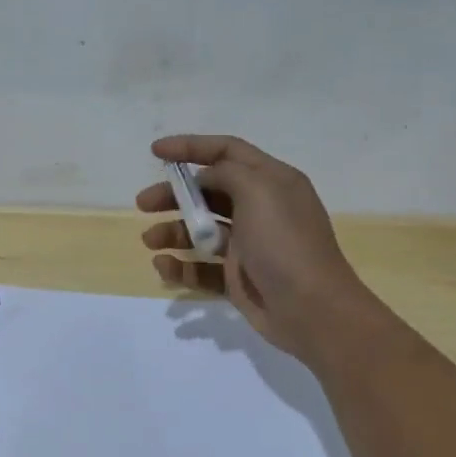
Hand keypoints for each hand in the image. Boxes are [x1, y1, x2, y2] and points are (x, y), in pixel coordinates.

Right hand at [137, 135, 381, 363]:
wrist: (311, 309)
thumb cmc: (285, 243)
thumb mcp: (259, 191)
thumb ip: (228, 173)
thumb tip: (207, 177)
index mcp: (272, 181)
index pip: (227, 152)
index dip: (191, 147)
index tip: (155, 152)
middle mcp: (260, 209)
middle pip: (208, 192)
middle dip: (174, 195)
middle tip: (144, 203)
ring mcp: (249, 245)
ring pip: (201, 231)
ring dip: (172, 232)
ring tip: (150, 241)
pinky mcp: (238, 278)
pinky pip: (202, 268)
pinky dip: (181, 267)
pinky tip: (164, 267)